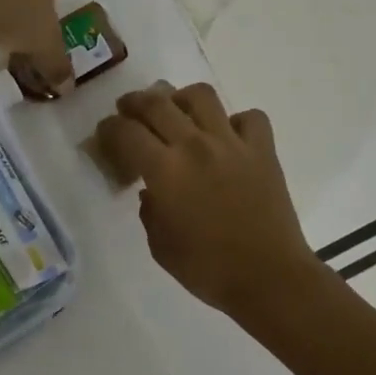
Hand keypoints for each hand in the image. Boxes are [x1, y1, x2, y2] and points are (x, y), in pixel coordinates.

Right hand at [97, 82, 322, 316]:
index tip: (105, 134)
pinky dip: (235, 122)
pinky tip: (227, 137)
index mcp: (165, 170)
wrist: (270, 279)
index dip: (108, 128)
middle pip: (156, 103)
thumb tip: (152, 189)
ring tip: (177, 112)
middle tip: (128, 110)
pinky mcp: (263, 150)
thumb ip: (149, 209)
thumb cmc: (207, 269)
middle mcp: (195, 145)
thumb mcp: (159, 245)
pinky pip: (248, 117)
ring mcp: (232, 143)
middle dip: (134, 102)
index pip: (125, 131)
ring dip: (181, 98)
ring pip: (201, 95)